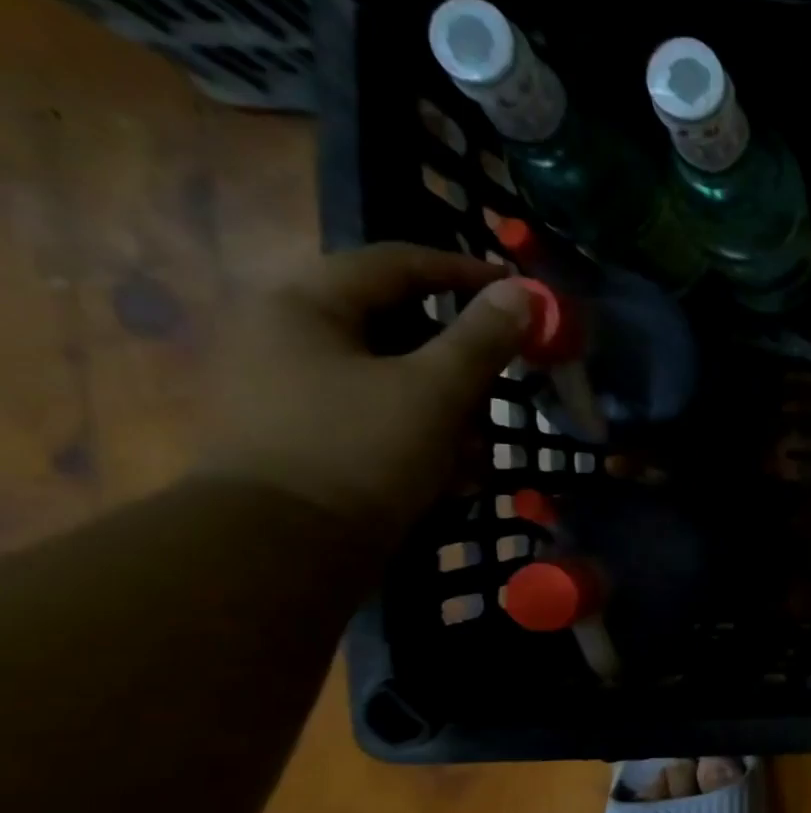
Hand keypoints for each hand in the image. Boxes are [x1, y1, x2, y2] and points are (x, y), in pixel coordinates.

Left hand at [202, 243, 534, 541]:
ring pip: (395, 379)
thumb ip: (483, 339)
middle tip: (504, 385)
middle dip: (461, 363)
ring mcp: (291, 389)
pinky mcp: (305, 437)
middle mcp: (288, 335)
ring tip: (478, 452)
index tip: (521, 295)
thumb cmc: (361, 451)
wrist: (283, 549)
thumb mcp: (437, 391)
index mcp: (305, 304)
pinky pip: (379, 417)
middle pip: (400, 326)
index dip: (465, 273)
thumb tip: (525, 292)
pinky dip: (422, 438)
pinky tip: (451, 476)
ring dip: (449, 410)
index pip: (397, 263)